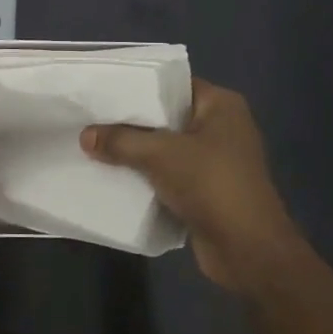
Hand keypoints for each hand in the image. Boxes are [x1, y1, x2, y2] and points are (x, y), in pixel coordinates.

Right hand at [81, 79, 309, 289]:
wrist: (247, 249)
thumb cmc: (211, 185)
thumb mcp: (160, 155)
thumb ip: (121, 140)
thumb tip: (85, 136)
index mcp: (221, 105)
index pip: (174, 84)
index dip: (139, 87)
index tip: (104, 91)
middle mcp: (222, 128)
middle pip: (167, 117)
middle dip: (132, 122)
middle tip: (92, 119)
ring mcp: (216, 161)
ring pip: (166, 149)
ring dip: (137, 153)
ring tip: (95, 146)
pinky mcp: (207, 191)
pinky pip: (170, 175)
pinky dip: (147, 177)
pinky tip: (115, 177)